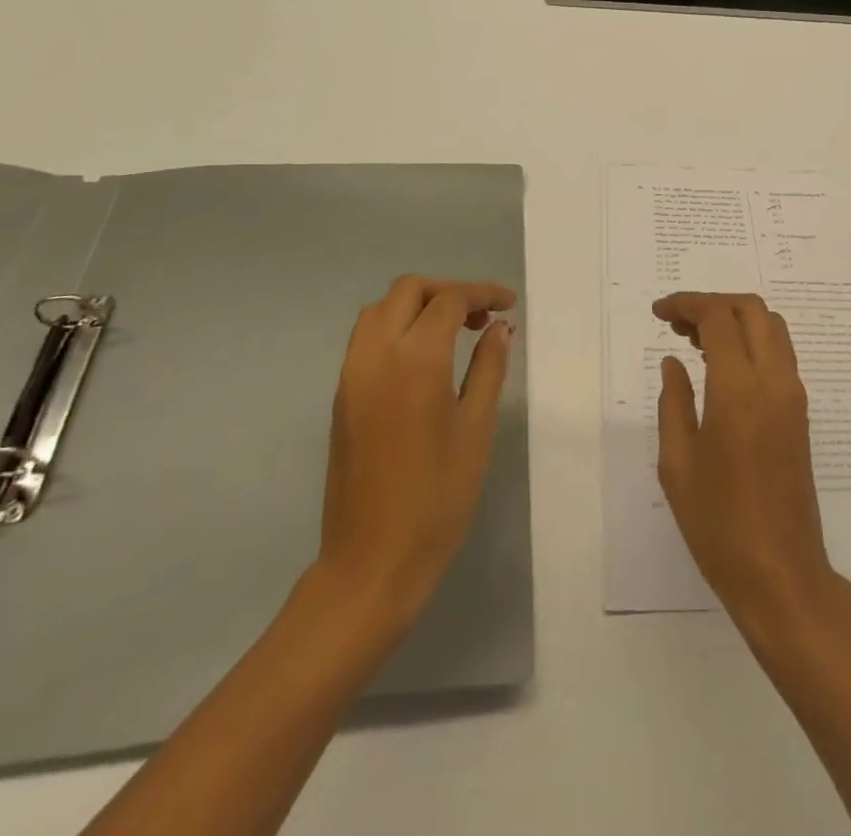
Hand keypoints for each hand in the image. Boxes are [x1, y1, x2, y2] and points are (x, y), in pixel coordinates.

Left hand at [317, 275, 516, 628]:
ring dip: (418, 306)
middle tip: (481, 317)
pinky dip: (396, 327)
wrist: (372, 561)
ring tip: (453, 333)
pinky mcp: (341, 395)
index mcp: (416, 359)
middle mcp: (376, 354)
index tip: (509, 304)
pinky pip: (366, 337)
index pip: (449, 300)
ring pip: (380, 309)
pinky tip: (424, 359)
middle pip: (408, 290)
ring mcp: (352, 374)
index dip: (483, 293)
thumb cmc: (438, 497)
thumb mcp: (477, 428)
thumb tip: (499, 327)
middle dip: (448, 292)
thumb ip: (489, 368)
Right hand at [654, 292, 837, 626]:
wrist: (780, 573)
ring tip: (695, 342)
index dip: (686, 304)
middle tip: (677, 324)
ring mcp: (793, 395)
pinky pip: (779, 354)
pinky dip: (751, 341)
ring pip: (771, 327)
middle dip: (712, 304)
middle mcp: (774, 380)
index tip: (658, 313)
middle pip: (751, 309)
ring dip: (735, 320)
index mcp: (739, 388)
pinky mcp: (801, 413)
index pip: (718, 317)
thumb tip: (673, 362)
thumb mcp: (678, 462)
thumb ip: (674, 401)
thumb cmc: (718, 523)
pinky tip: (722, 367)